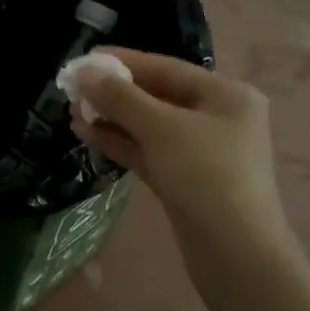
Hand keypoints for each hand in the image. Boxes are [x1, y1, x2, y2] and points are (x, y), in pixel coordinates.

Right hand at [72, 48, 298, 268]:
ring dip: (113, 119)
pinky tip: (89, 135)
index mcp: (226, 95)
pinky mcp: (185, 180)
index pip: (167, 68)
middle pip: (158, 96)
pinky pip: (149, 151)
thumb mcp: (161, 129)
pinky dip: (122, 143)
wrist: (235, 252)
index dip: (124, 62)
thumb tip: (85, 72)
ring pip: (150, 127)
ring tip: (74, 114)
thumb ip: (121, 98)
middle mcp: (217, 118)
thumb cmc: (206, 176)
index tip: (86, 58)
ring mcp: (202, 152)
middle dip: (115, 93)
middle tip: (74, 90)